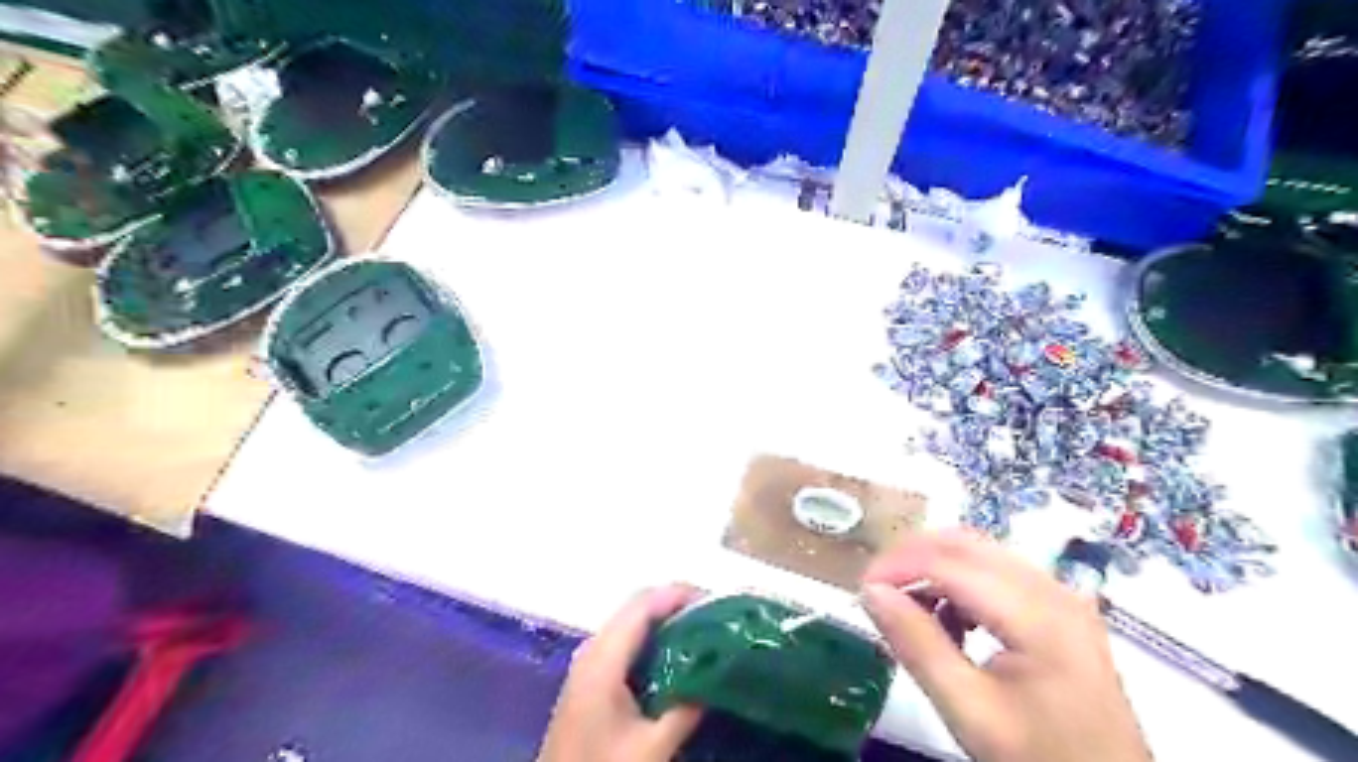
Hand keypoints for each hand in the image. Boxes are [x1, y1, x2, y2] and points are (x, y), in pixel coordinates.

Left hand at [539, 585, 704, 758]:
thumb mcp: (651, 747)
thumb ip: (685, 710)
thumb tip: (716, 679)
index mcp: (603, 658)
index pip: (642, 605)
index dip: (677, 595)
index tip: (713, 601)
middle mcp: (592, 650)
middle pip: (635, 608)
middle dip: (674, 604)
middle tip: (712, 615)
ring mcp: (587, 663)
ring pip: (629, 623)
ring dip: (663, 620)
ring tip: (700, 630)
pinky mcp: (589, 678)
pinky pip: (624, 641)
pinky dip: (651, 637)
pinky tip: (674, 654)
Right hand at [856, 532, 1143, 761]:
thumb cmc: (1038, 757)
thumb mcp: (970, 710)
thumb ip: (918, 646)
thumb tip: (871, 592)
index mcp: (1037, 613)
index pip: (950, 563)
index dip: (898, 566)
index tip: (860, 589)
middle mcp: (1052, 588)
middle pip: (966, 544)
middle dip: (912, 557)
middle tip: (876, 589)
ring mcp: (1060, 595)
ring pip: (980, 552)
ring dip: (935, 567)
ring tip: (907, 606)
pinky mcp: (1059, 607)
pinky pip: (997, 571)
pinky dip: (960, 581)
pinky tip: (949, 620)